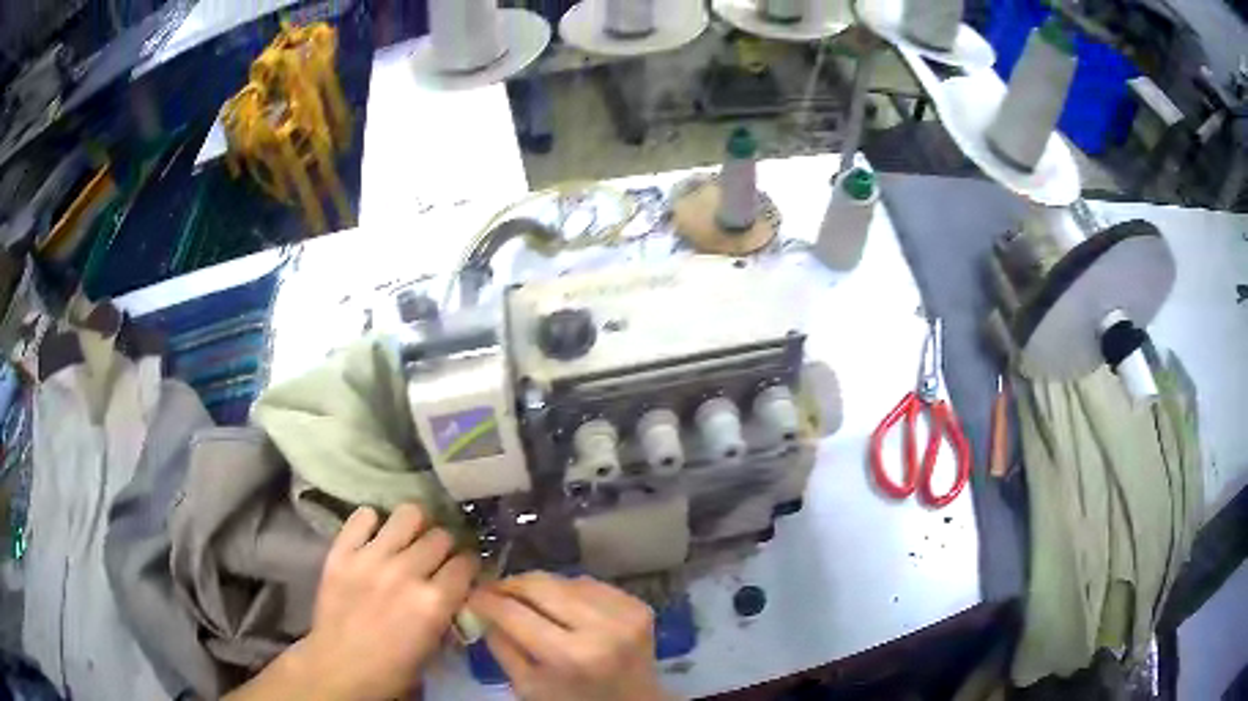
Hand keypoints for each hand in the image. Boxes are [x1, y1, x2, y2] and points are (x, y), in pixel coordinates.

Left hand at [296, 504, 477, 700]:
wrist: (339, 667)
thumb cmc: (392, 668)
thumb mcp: (434, 647)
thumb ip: (447, 612)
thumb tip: (456, 589)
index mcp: (433, 602)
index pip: (465, 563)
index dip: (467, 565)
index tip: (462, 569)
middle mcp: (406, 572)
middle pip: (440, 536)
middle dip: (444, 546)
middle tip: (436, 556)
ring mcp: (371, 558)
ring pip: (408, 514)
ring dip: (415, 525)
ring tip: (409, 536)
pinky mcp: (342, 551)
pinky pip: (363, 516)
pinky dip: (372, 521)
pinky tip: (374, 535)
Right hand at [469, 572, 666, 700]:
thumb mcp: (527, 686)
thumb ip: (501, 645)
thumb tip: (479, 606)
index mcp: (570, 656)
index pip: (514, 612)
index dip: (486, 599)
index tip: (472, 595)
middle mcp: (601, 628)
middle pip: (540, 585)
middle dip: (510, 584)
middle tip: (493, 590)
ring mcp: (624, 613)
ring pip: (564, 580)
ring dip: (539, 587)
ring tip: (527, 601)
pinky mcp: (637, 604)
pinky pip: (589, 584)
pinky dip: (569, 591)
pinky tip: (562, 607)